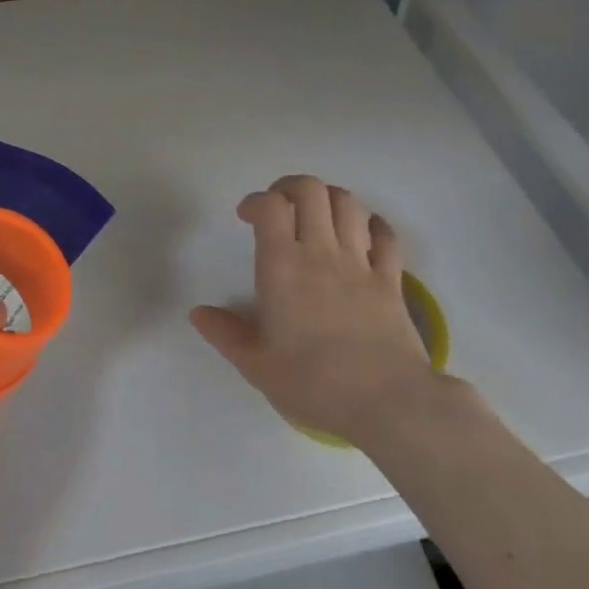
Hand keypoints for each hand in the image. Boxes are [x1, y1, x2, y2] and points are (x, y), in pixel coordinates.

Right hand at [190, 174, 437, 445]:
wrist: (386, 401)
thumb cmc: (313, 382)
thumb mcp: (257, 365)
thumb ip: (225, 333)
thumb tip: (198, 313)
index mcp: (283, 266)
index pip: (270, 206)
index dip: (256, 201)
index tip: (247, 217)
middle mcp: (321, 251)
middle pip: (311, 190)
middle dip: (291, 187)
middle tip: (280, 207)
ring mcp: (360, 262)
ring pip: (348, 203)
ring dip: (329, 199)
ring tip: (318, 217)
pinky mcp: (391, 279)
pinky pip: (386, 235)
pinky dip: (373, 225)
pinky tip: (363, 234)